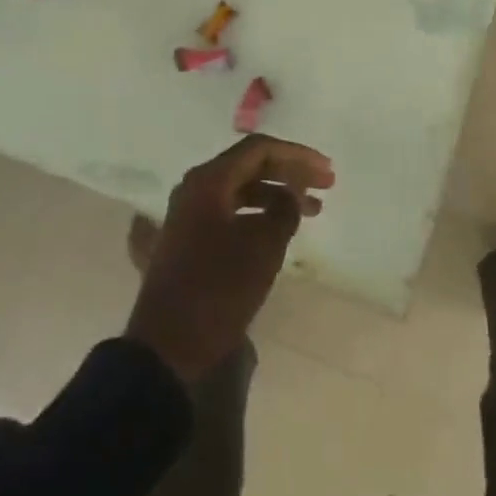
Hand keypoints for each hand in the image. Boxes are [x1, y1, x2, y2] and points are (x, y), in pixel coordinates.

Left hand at [125, 135, 334, 383]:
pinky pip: (229, 210)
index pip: (259, 149)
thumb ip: (284, 210)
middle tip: (326, 186)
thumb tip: (293, 191)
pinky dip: (258, 213)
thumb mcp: (263, 247)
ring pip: (240, 189)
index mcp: (208, 181)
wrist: (167, 345)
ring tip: (311, 211)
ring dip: (276, 194)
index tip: (327, 172)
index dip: (297, 156)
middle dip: (289, 172)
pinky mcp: (188, 237)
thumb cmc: (218, 290)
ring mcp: (188, 213)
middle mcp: (195, 188)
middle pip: (249, 165)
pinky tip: (279, 227)